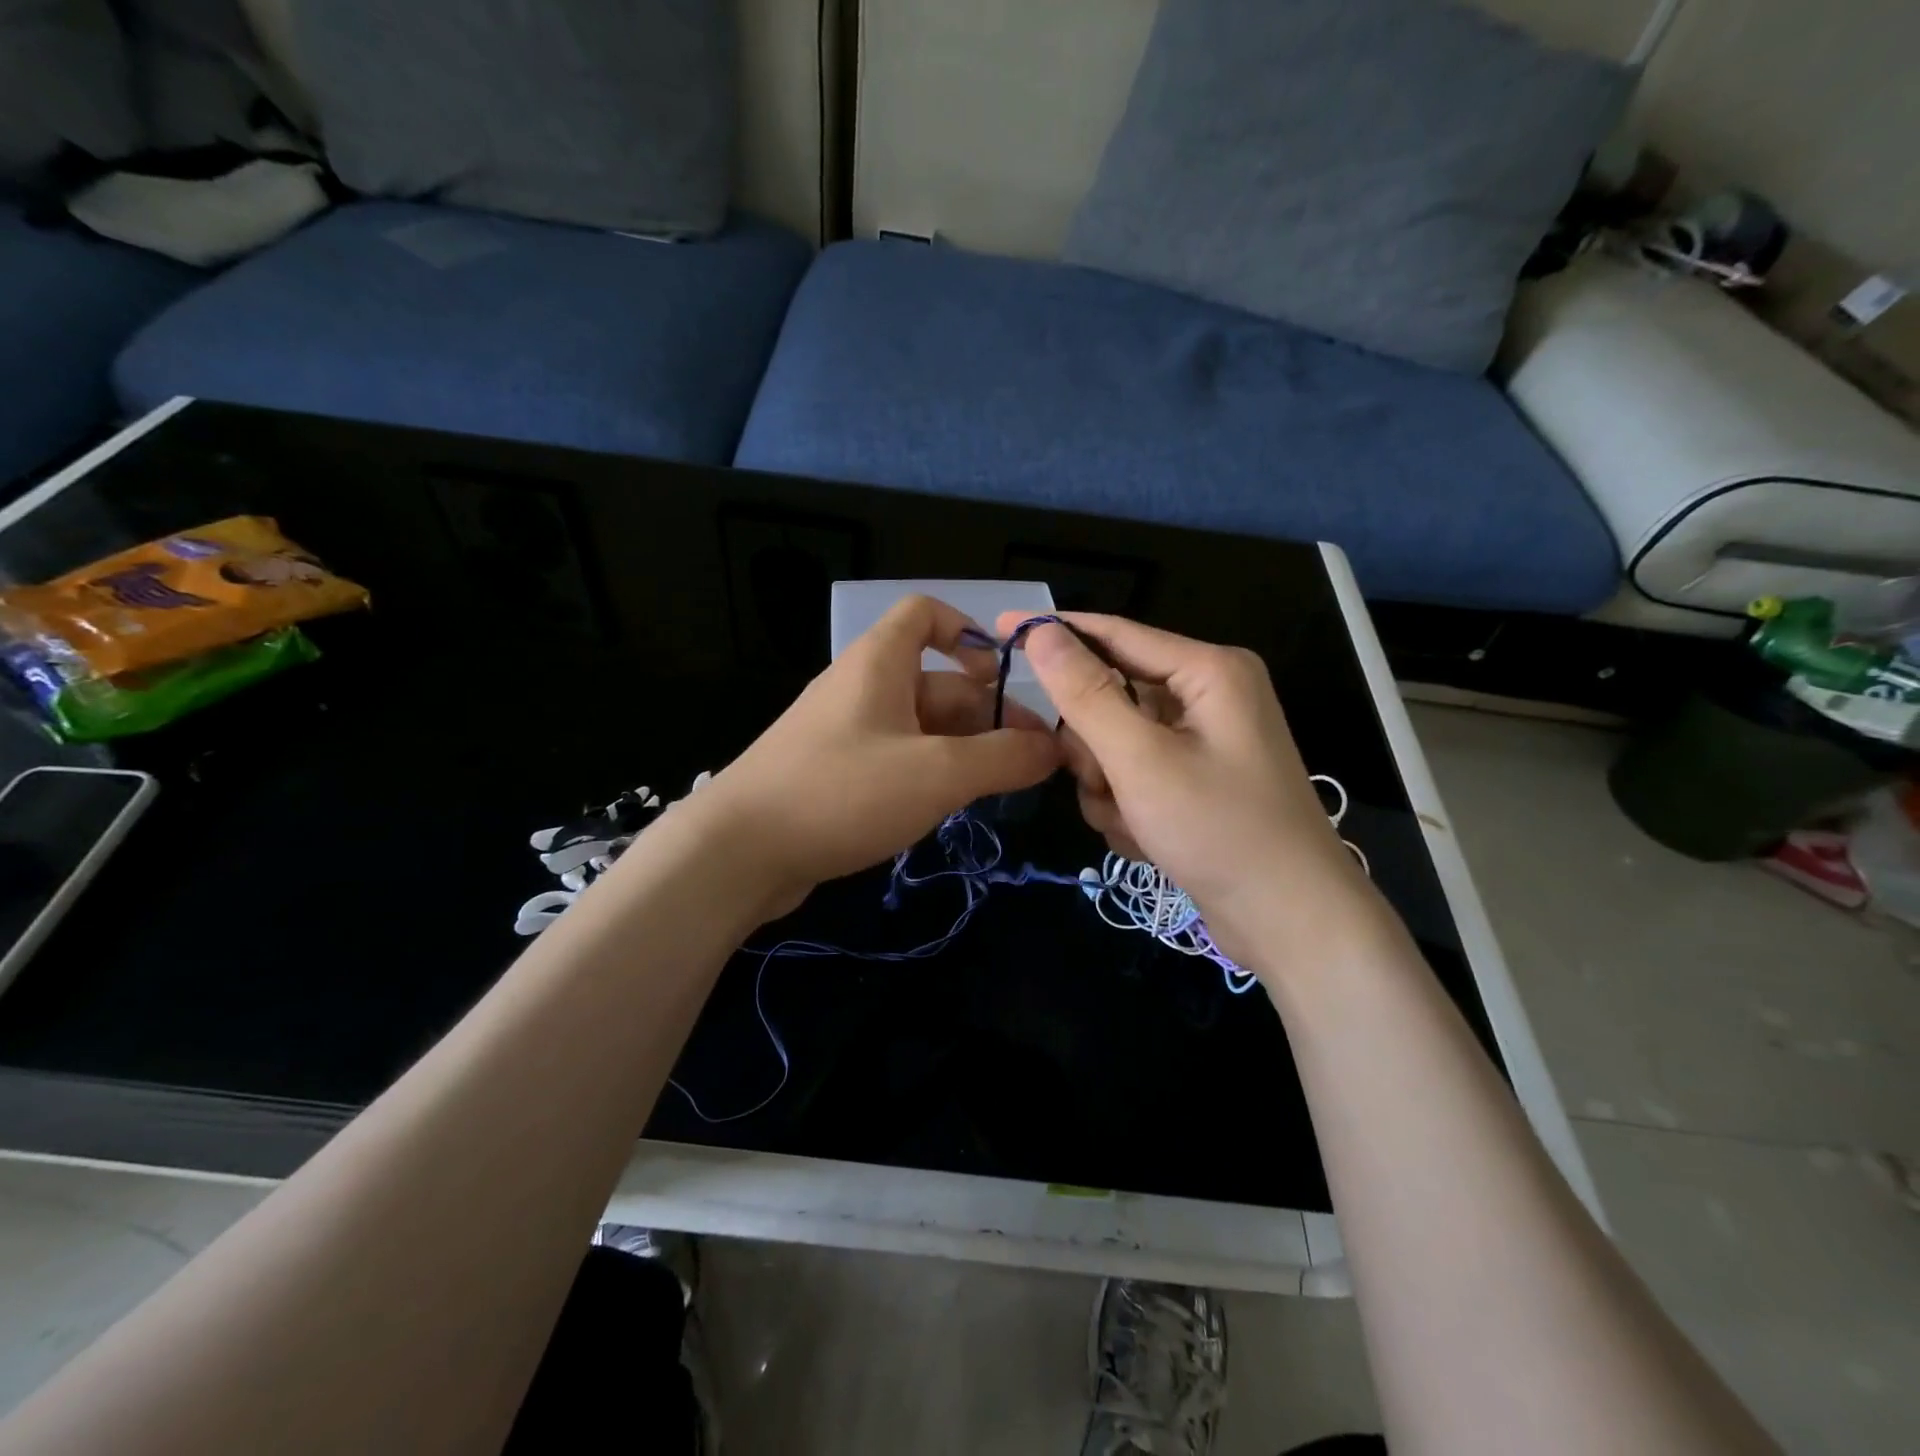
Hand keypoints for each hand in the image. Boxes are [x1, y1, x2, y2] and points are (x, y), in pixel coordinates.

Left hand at [703, 596, 1060, 914]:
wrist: (738, 851)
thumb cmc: (843, 792)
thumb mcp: (938, 773)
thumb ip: (1003, 759)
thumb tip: (1053, 749)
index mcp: (879, 663)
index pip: (925, 614)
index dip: (968, 630)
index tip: (1003, 674)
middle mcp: (860, 688)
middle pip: (935, 681)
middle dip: (984, 714)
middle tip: (1030, 760)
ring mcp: (843, 733)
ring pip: (918, 726)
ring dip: (962, 749)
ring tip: (1000, 787)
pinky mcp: (833, 774)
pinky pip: (894, 759)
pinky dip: (928, 773)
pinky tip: (949, 807)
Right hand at [1000, 612, 1383, 972]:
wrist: (1290, 923)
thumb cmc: (1219, 830)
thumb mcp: (1141, 760)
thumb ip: (1087, 694)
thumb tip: (1040, 632)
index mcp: (1208, 672)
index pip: (1115, 634)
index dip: (1056, 632)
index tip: (999, 631)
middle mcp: (1208, 698)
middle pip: (1112, 698)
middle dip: (1095, 748)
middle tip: (1102, 782)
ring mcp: (1202, 744)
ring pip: (1115, 745)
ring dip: (1109, 787)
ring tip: (1134, 822)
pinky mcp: (1195, 783)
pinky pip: (1134, 777)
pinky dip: (1128, 808)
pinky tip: (1147, 839)